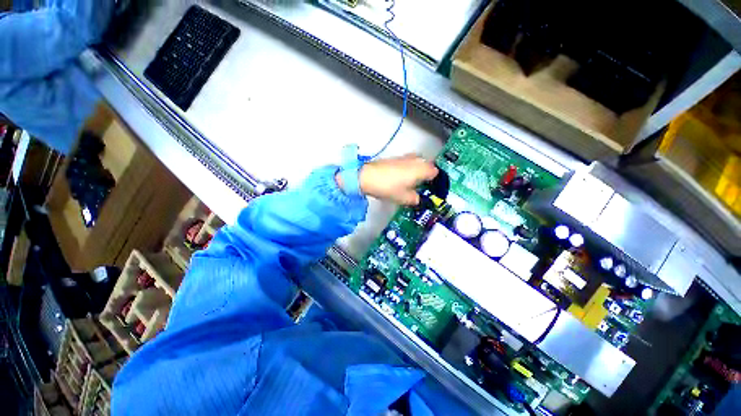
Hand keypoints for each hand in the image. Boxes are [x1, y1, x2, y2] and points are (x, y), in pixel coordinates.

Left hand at [344, 154, 438, 205]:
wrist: (367, 177)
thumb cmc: (389, 187)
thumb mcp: (404, 198)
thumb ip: (414, 199)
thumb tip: (417, 198)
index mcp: (421, 169)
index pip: (435, 171)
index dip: (434, 180)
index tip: (431, 187)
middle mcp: (415, 160)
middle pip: (426, 164)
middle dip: (426, 173)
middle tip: (422, 184)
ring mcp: (404, 158)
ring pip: (416, 162)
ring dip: (417, 169)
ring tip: (411, 181)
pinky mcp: (394, 158)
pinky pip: (407, 162)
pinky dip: (407, 168)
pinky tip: (401, 177)